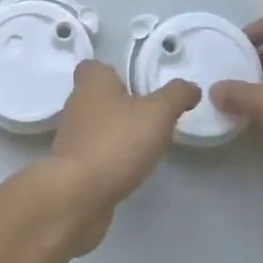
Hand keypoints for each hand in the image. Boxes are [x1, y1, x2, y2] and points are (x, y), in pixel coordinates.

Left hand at [39, 60, 198, 255]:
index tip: (137, 84)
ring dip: (115, 133)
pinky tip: (128, 169)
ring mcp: (70, 137)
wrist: (78, 196)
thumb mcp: (158, 113)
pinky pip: (94, 154)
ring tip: (143, 145)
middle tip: (149, 115)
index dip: (114, 72)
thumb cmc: (116, 142)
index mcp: (91, 81)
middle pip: (98, 96)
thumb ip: (177, 96)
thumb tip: (191, 88)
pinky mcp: (71, 167)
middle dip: (120, 104)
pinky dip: (109, 158)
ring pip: (96, 126)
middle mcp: (76, 103)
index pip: (96, 66)